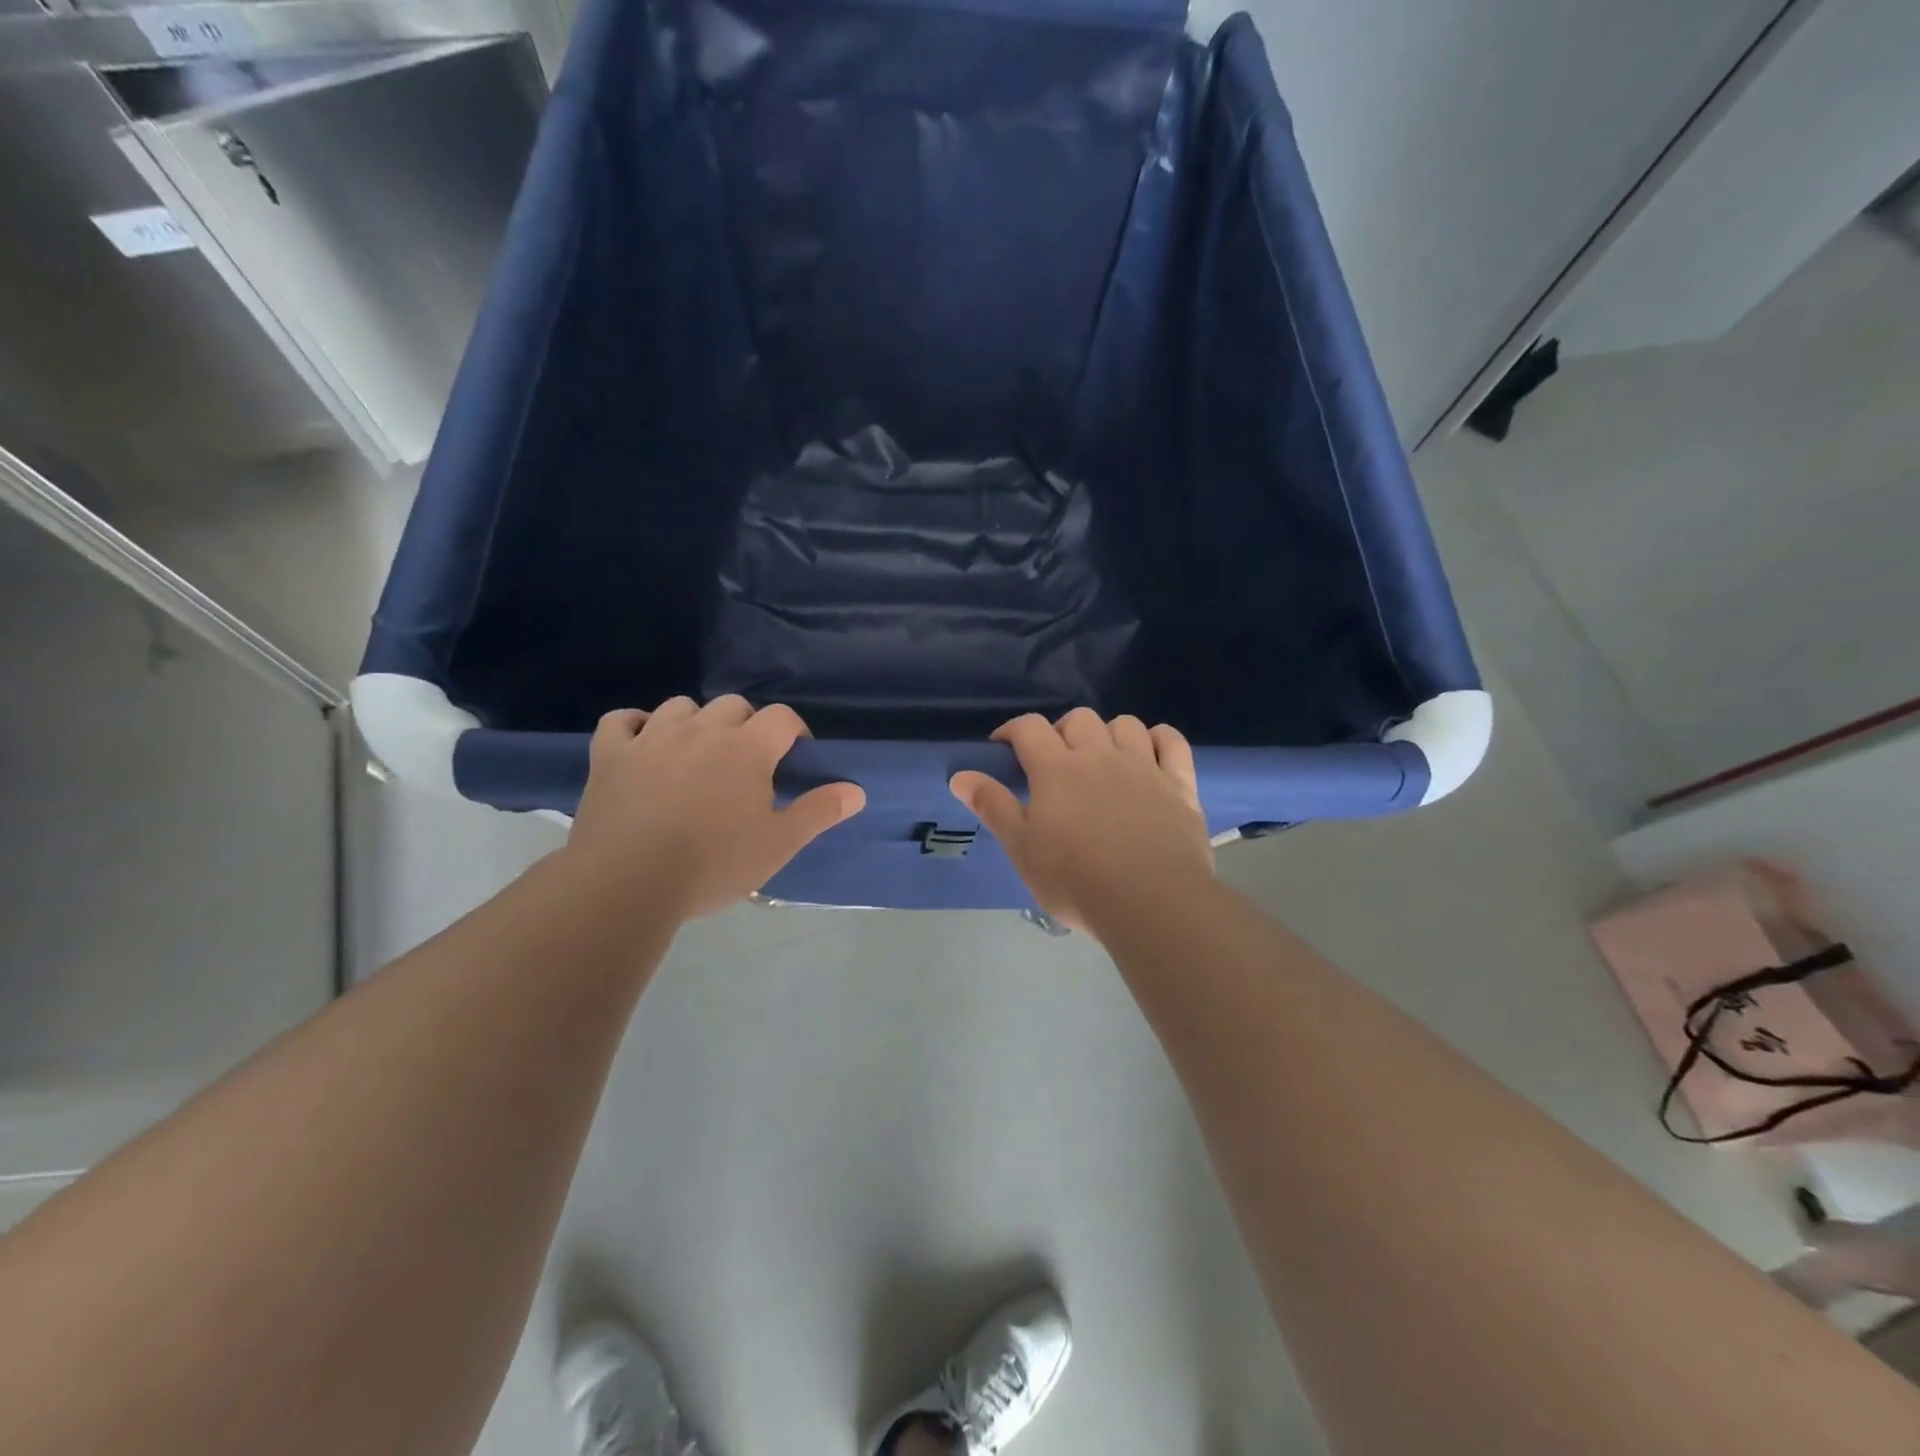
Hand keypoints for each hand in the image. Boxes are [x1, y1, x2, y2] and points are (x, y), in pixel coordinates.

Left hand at [566, 696, 864, 919]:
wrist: (628, 883)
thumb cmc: (714, 864)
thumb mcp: (778, 844)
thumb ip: (819, 811)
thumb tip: (857, 791)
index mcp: (746, 748)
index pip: (782, 717)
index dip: (794, 733)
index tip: (794, 759)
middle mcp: (701, 730)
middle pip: (734, 705)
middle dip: (748, 725)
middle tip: (748, 764)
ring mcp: (651, 737)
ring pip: (681, 707)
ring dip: (697, 722)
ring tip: (698, 754)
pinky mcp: (610, 754)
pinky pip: (621, 721)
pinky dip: (635, 725)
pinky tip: (643, 743)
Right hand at [950, 709, 1213, 936]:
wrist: (1152, 903)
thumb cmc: (1077, 881)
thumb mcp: (1022, 850)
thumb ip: (993, 807)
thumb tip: (960, 776)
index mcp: (1057, 769)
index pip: (1029, 727)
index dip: (1012, 730)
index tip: (1003, 748)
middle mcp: (1100, 756)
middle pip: (1079, 718)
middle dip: (1062, 731)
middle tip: (1055, 761)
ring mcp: (1143, 767)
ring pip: (1126, 724)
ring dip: (1109, 733)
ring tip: (1102, 759)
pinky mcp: (1179, 784)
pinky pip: (1171, 741)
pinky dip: (1159, 739)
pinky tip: (1150, 754)